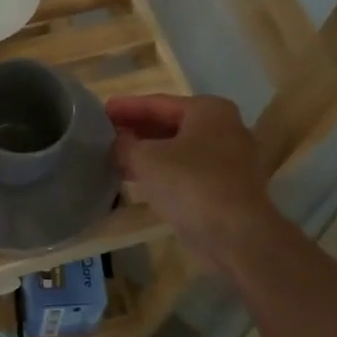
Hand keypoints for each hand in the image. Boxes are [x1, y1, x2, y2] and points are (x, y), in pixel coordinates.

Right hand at [105, 94, 290, 273]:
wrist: (235, 234)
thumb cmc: (190, 183)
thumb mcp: (146, 159)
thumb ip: (125, 146)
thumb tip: (116, 143)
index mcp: (208, 110)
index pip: (158, 103)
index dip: (126, 107)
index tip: (100, 111)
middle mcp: (223, 128)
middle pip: (170, 124)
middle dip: (137, 129)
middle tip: (105, 133)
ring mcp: (228, 159)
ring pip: (177, 149)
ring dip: (147, 152)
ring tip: (114, 156)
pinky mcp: (225, 187)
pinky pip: (185, 170)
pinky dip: (161, 171)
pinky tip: (137, 178)